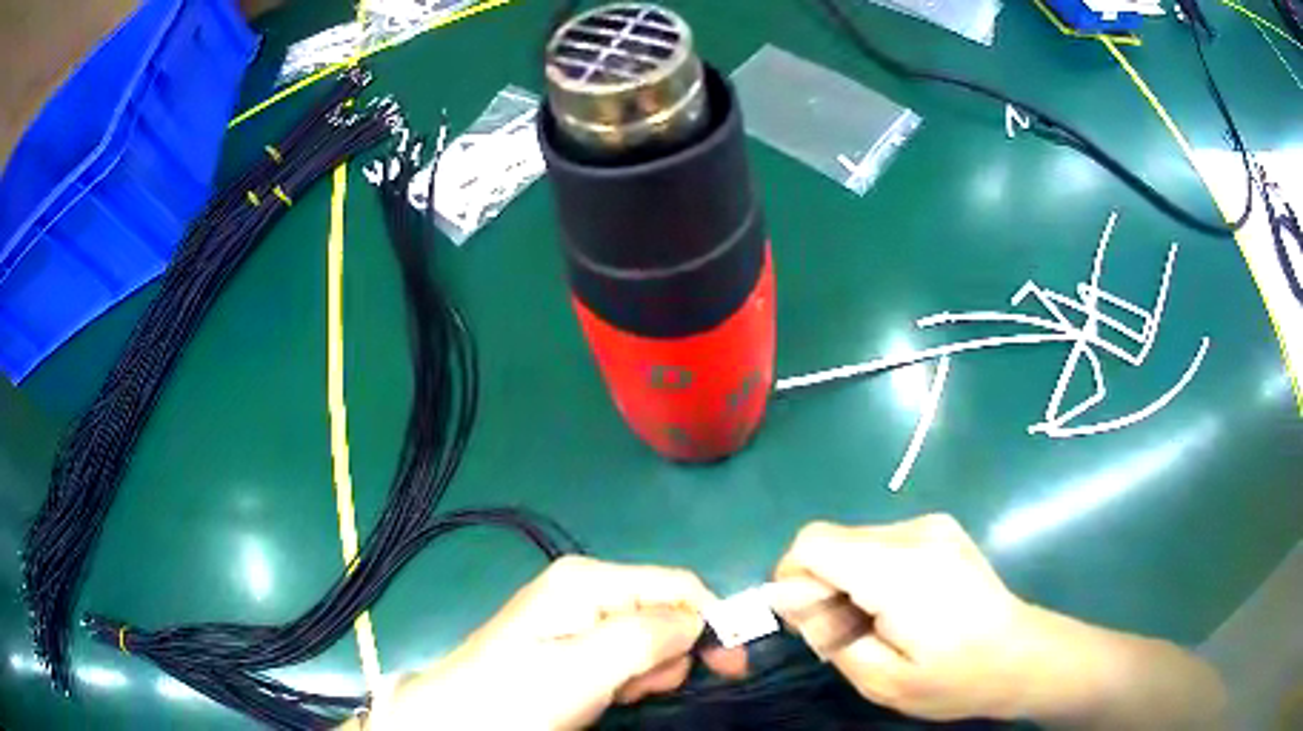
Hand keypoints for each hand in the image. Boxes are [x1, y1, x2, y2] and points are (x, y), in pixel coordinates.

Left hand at [367, 556, 745, 730]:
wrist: (457, 722)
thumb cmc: (517, 696)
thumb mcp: (584, 668)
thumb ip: (647, 637)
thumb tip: (700, 620)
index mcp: (589, 581)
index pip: (677, 586)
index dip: (710, 623)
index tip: (728, 669)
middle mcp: (586, 589)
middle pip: (665, 613)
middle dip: (669, 655)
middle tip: (637, 688)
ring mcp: (578, 618)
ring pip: (650, 640)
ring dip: (648, 672)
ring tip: (614, 695)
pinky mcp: (573, 646)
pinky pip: (626, 657)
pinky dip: (630, 679)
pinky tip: (608, 695)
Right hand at [771, 514, 1035, 721]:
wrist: (1020, 654)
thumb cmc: (953, 678)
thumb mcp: (881, 680)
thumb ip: (828, 635)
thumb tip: (790, 600)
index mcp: (899, 571)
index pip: (813, 544)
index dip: (792, 579)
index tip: (807, 622)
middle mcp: (914, 533)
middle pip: (830, 539)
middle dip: (818, 584)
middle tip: (842, 632)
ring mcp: (931, 525)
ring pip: (853, 539)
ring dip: (844, 578)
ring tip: (875, 620)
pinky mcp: (941, 528)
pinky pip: (879, 541)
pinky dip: (869, 569)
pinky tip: (897, 603)